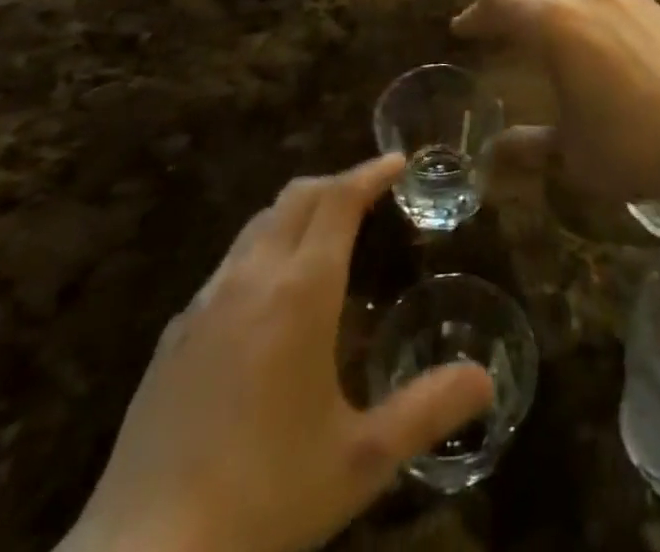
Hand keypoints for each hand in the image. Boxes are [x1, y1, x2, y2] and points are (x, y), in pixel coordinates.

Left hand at [59, 156, 493, 551]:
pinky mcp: (174, 333)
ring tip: (325, 236)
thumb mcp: (360, 461)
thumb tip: (485, 380)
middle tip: (370, 194)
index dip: (369, 173)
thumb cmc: (266, 498)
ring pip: (258, 225)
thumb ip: (426, 411)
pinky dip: (262, 252)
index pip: (339, 200)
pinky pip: (228, 265)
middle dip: (337, 183)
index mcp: (300, 291)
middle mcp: (252, 277)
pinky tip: (268, 301)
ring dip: (298, 213)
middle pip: (297, 197)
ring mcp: (205, 301)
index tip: (396, 161)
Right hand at [452, 0, 659, 203]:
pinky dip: (606, 18)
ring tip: (569, 43)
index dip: (476, 14)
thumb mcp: (573, 153)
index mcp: (556, 25)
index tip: (463, 29)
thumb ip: (530, 147)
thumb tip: (494, 156)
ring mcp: (634, 0)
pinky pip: (624, 4)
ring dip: (566, 5)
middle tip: (513, 28)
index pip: (501, 4)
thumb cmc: (633, 145)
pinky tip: (619, 55)